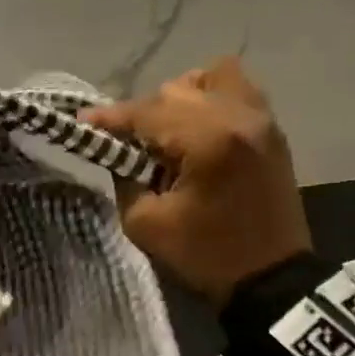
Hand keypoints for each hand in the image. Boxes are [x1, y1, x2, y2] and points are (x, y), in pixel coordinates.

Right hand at [80, 57, 311, 306]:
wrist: (272, 279)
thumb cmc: (205, 255)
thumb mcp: (145, 223)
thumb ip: (124, 177)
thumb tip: (117, 149)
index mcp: (207, 141)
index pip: (147, 113)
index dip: (110, 118)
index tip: (82, 123)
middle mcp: (238, 116)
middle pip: (175, 90)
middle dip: (144, 114)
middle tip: (126, 144)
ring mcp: (261, 119)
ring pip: (211, 76)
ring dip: (180, 98)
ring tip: (167, 131)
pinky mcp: (271, 129)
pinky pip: (238, 90)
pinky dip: (211, 98)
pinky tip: (196, 128)